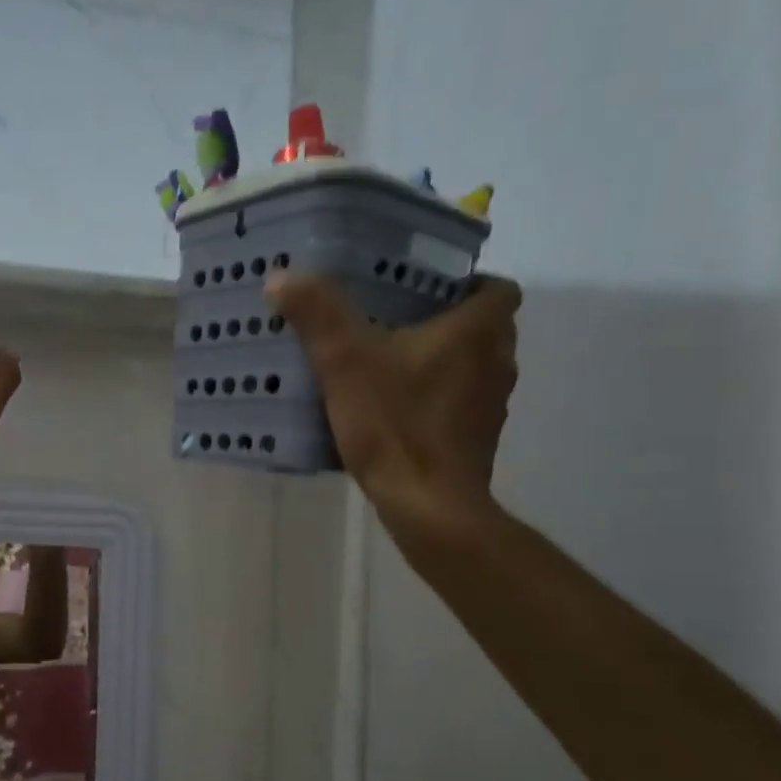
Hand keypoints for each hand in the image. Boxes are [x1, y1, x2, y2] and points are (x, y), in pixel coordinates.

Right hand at [266, 270, 521, 544]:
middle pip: (484, 327)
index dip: (468, 283)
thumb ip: (318, 315)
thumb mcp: (345, 362)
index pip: (498, 288)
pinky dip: (436, 398)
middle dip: (446, 321)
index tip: (426, 290)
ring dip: (442, 361)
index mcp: (477, 332)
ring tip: (390, 363)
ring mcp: (490, 405)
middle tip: (396, 321)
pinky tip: (395, 409)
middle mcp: (497, 362)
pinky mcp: (476, 439)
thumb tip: (282, 275)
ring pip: (473, 366)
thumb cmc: (395, 424)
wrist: (428, 505)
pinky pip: (460, 402)